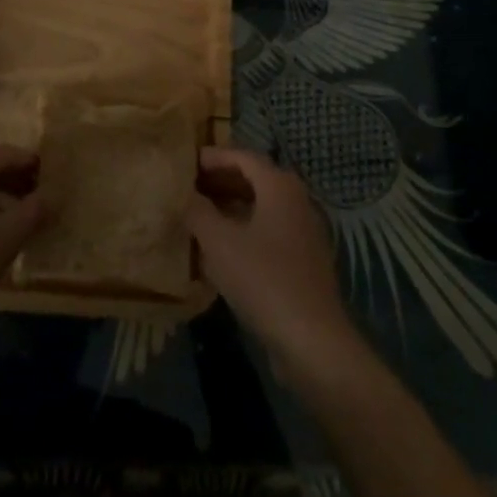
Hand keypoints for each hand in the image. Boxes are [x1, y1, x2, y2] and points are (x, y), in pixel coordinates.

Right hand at [187, 147, 357, 371]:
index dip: (214, 157)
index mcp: (279, 185)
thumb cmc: (263, 279)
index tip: (187, 162)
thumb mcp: (219, 242)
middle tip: (190, 186)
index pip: (243, 156)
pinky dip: (245, 229)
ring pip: (262, 206)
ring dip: (232, 205)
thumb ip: (198, 211)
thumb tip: (184, 194)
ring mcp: (304, 230)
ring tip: (200, 214)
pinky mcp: (304, 260)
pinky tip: (223, 248)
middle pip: (254, 178)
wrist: (312, 340)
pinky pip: (269, 230)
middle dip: (221, 180)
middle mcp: (296, 199)